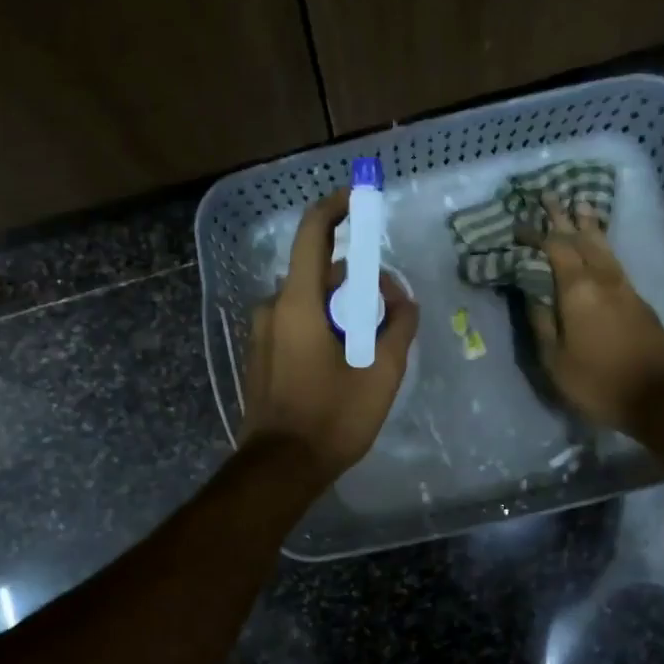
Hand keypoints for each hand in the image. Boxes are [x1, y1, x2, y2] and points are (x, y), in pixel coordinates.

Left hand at [240, 188, 419, 480]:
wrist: (280, 468)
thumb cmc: (332, 418)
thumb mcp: (381, 372)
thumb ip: (398, 325)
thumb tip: (402, 298)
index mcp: (297, 302)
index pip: (313, 233)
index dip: (337, 207)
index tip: (360, 195)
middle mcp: (273, 307)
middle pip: (319, 274)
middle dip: (356, 283)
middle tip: (388, 313)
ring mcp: (262, 332)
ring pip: (310, 302)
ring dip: (342, 310)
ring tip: (370, 347)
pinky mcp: (261, 355)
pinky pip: (297, 323)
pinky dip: (324, 327)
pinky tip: (344, 363)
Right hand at [523, 197, 663, 431]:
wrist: (659, 397)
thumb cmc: (597, 382)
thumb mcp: (555, 360)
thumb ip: (541, 322)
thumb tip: (531, 293)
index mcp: (578, 291)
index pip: (554, 249)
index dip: (536, 235)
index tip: (518, 225)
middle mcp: (603, 279)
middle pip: (582, 238)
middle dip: (564, 217)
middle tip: (549, 196)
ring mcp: (625, 288)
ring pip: (604, 247)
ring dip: (589, 225)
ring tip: (580, 205)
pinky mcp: (639, 300)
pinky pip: (614, 261)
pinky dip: (602, 246)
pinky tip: (600, 246)